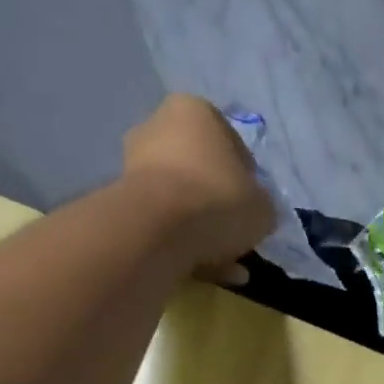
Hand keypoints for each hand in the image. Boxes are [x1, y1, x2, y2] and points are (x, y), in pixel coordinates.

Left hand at [123, 95, 274, 281]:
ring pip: (181, 201)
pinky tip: (204, 272)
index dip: (248, 181)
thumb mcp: (262, 207)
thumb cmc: (218, 200)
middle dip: (219, 205)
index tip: (253, 209)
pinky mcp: (121, 201)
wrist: (158, 229)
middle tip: (236, 234)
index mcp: (195, 111)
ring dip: (203, 231)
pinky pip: (163, 223)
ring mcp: (134, 164)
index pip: (232, 146)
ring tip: (225, 264)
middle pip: (201, 172)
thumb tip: (255, 214)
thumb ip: (261, 206)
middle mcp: (158, 127)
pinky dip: (183, 244)